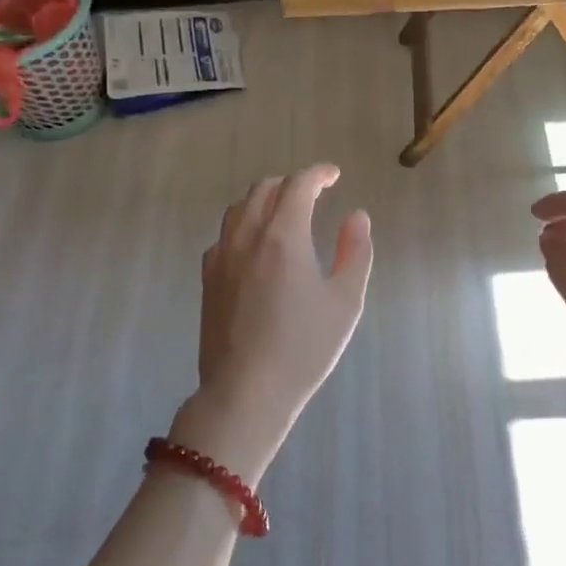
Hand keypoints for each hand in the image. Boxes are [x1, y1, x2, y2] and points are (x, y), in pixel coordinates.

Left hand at [176, 164, 373, 480]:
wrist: (246, 392)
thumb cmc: (304, 347)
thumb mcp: (345, 301)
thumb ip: (355, 252)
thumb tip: (357, 216)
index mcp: (284, 236)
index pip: (299, 184)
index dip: (318, 173)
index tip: (334, 175)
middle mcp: (248, 236)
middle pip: (265, 188)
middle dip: (291, 183)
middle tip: (313, 194)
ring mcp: (222, 256)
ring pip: (240, 208)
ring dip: (264, 199)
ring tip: (284, 213)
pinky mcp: (208, 278)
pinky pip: (225, 234)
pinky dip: (244, 225)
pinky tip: (256, 246)